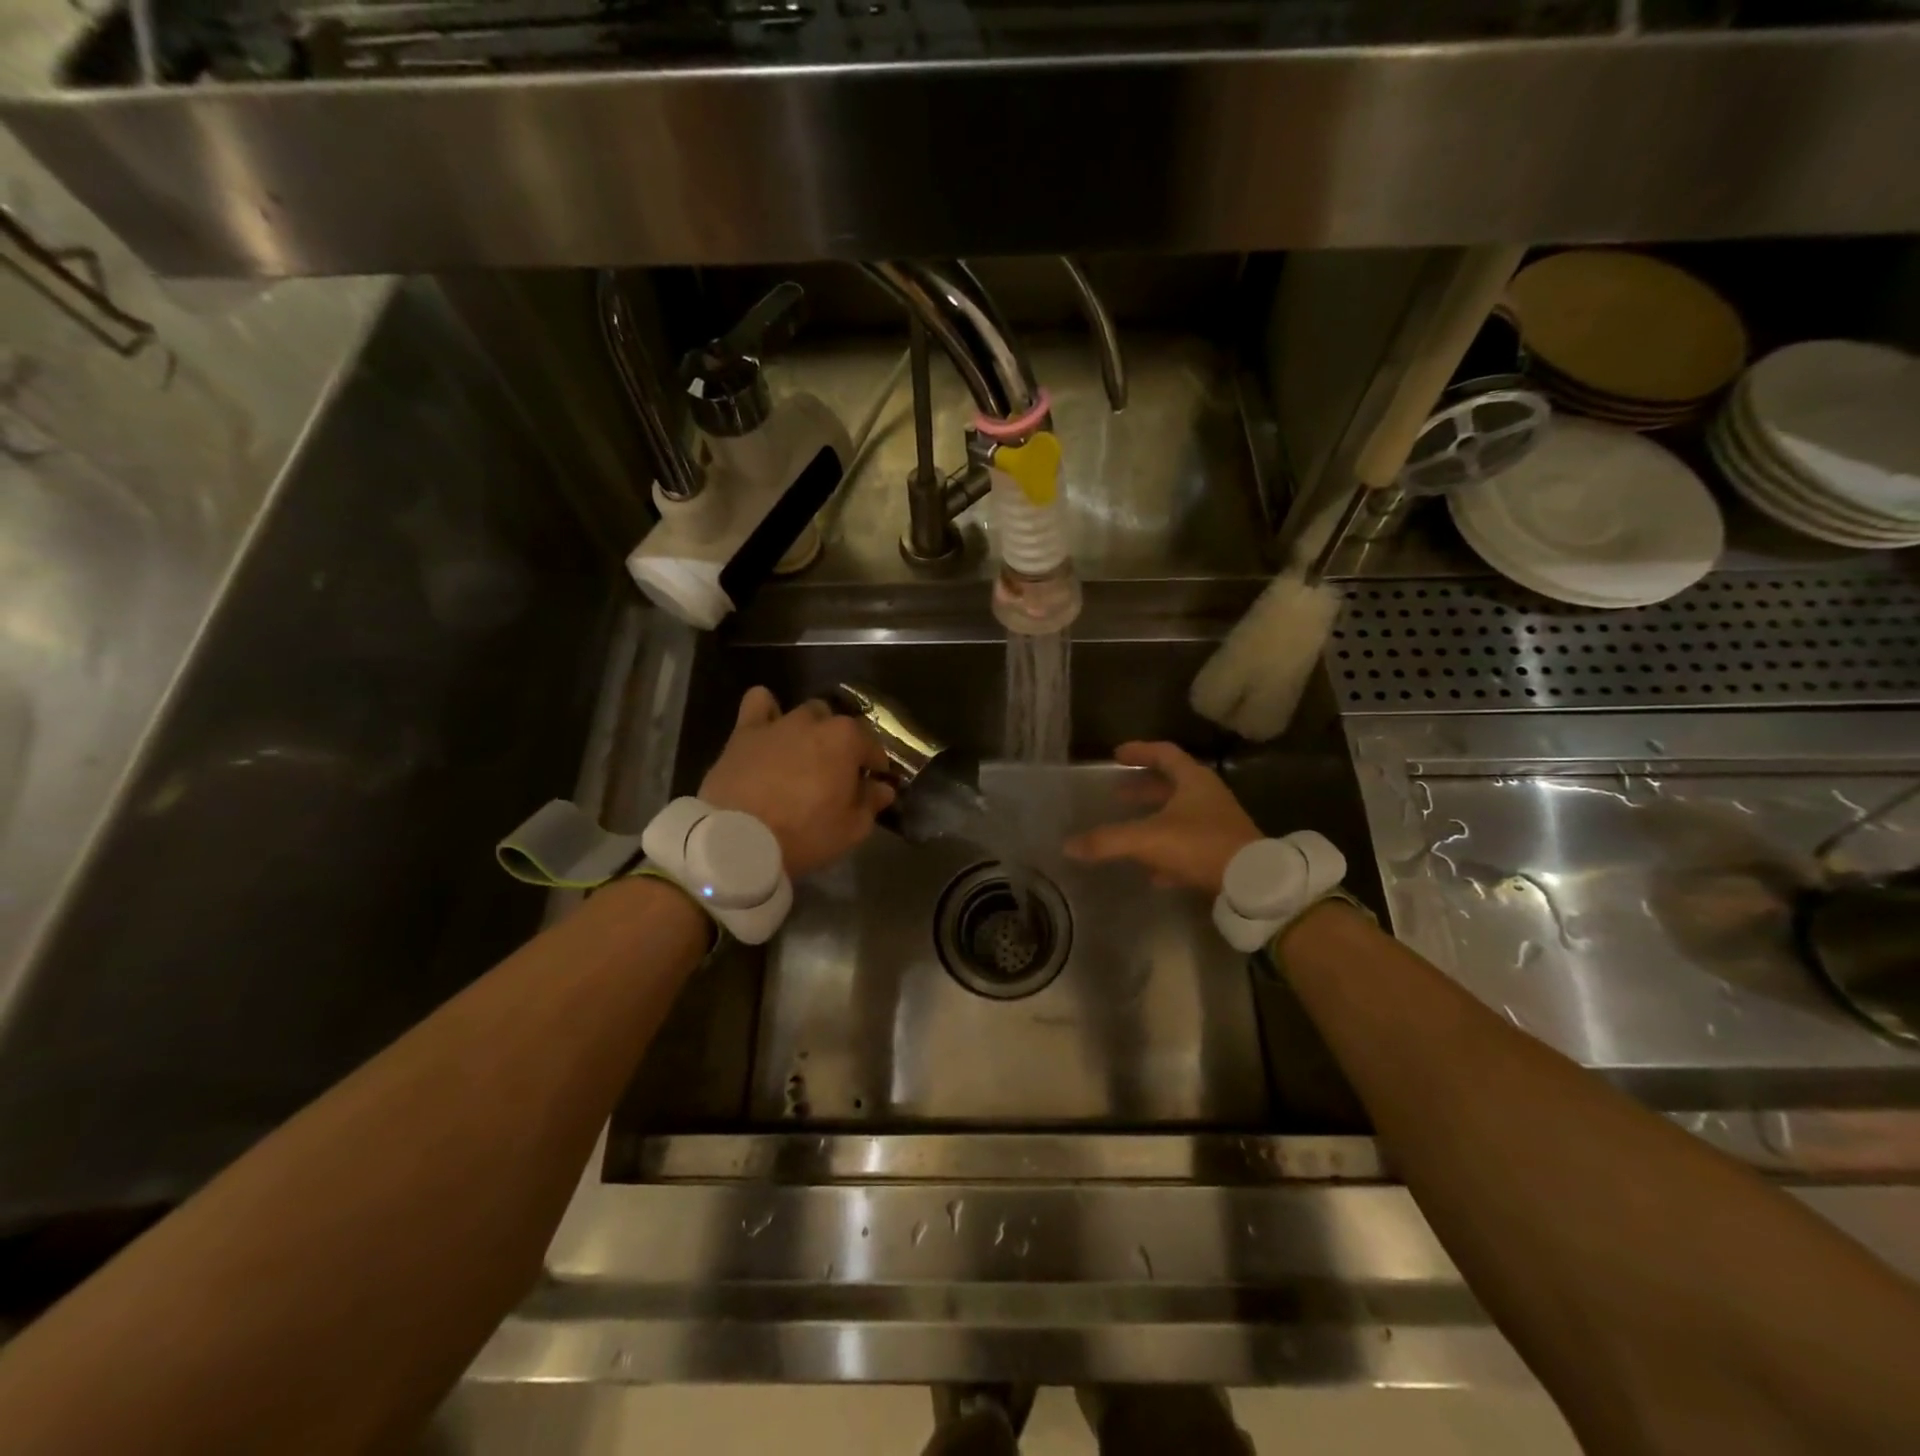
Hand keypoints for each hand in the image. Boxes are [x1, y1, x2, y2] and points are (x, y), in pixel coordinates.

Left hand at [699, 688, 894, 877]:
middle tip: (835, 774)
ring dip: (810, 729)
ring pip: (804, 713)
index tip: (872, 785)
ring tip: (803, 755)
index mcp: (847, 740)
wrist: (738, 839)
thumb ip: (870, 803)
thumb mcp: (851, 829)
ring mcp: (778, 723)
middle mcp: (815, 722)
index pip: (872, 747)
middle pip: (838, 726)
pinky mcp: (744, 732)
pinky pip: (758, 702)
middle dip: (841, 745)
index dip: (875, 767)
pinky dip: (767, 710)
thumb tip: (882, 788)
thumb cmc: (804, 834)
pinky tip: (769, 728)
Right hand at [1063, 741, 1260, 894]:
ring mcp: (1218, 824)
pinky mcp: (1223, 852)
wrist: (1252, 883)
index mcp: (1193, 780)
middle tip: (1117, 793)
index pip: (1164, 753)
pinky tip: (1151, 871)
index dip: (1139, 751)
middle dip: (1143, 789)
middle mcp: (1208, 796)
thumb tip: (1068, 845)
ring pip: (1180, 815)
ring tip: (1128, 828)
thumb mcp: (1148, 839)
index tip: (1117, 755)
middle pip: (1172, 785)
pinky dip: (1168, 851)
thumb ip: (1108, 841)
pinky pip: (1189, 845)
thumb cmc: (1200, 845)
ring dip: (1154, 818)